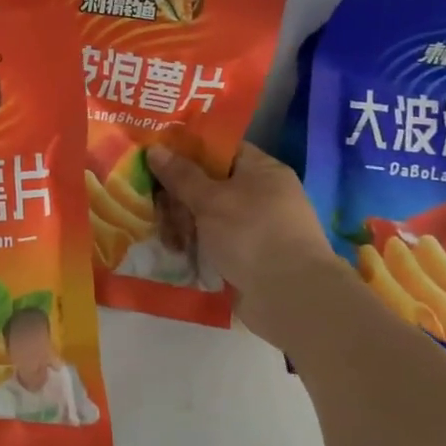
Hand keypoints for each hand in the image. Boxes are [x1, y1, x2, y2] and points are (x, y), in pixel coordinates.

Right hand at [146, 142, 349, 341]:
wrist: (290, 297)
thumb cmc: (252, 234)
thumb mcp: (210, 200)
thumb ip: (181, 175)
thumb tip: (154, 149)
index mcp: (261, 170)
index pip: (219, 148)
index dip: (186, 150)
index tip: (155, 157)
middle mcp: (261, 194)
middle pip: (208, 183)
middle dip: (178, 196)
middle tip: (155, 207)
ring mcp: (255, 226)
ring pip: (207, 215)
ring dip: (183, 224)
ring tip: (169, 240)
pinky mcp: (248, 255)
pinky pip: (213, 240)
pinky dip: (196, 244)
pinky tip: (178, 253)